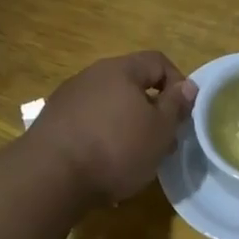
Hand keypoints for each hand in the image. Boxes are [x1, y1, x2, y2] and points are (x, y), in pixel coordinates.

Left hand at [28, 51, 197, 204]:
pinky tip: (106, 163)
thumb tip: (188, 85)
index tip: (183, 114)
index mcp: (121, 70)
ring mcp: (68, 98)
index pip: (158, 61)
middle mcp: (92, 75)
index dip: (178, 83)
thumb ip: (176, 105)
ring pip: (110, 105)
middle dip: (153, 110)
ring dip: (128, 125)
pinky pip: (89, 122)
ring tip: (136, 157)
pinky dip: (104, 136)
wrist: (51, 176)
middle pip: (132, 84)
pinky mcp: (53, 122)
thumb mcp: (160, 130)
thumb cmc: (116, 148)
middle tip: (163, 141)